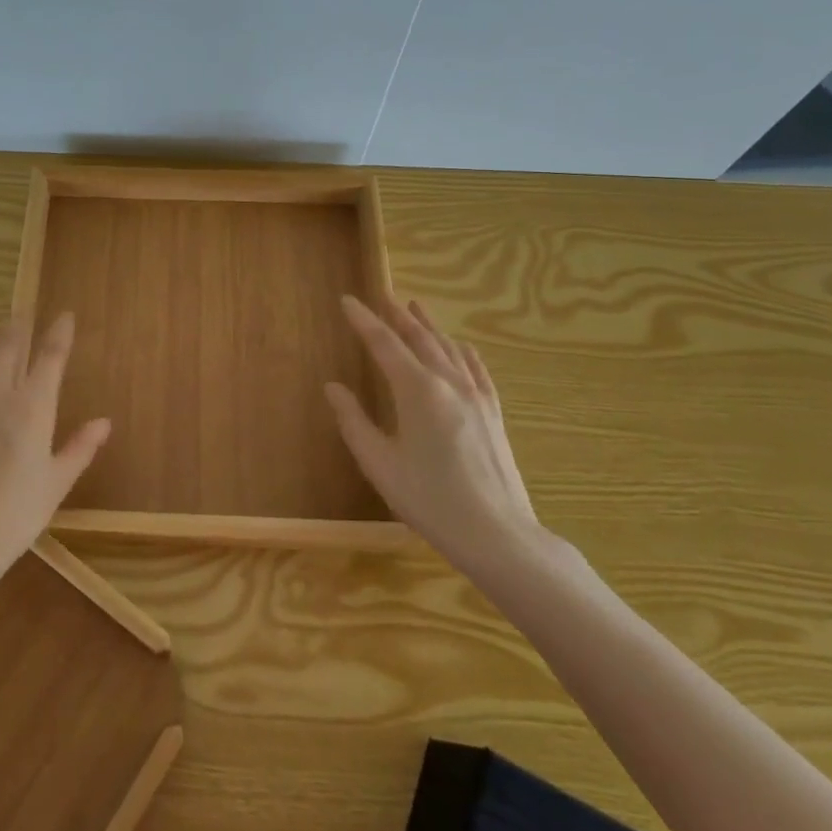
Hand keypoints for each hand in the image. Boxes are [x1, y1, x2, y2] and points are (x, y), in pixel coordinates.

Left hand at [0, 312, 110, 602]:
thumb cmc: (14, 518)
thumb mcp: (56, 485)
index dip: (58, 333)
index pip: (50, 358)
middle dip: (16, 325)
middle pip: (6, 347)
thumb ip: (80, 448)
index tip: (63, 316)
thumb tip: (104, 422)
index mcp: (32, 409)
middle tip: (21, 314)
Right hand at [325, 294, 545, 580]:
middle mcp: (448, 382)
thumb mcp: (380, 464)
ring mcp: (476, 396)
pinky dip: (462, 350)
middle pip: (420, 338)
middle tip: (382, 295)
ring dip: (429, 326)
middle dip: (398, 315)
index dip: (363, 320)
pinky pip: (476, 368)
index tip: (347, 300)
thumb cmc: (430, 500)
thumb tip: (333, 387)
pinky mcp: (493, 412)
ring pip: (449, 348)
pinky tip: (460, 346)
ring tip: (414, 307)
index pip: (384, 343)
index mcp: (417, 390)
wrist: (498, 534)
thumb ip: (354, 421)